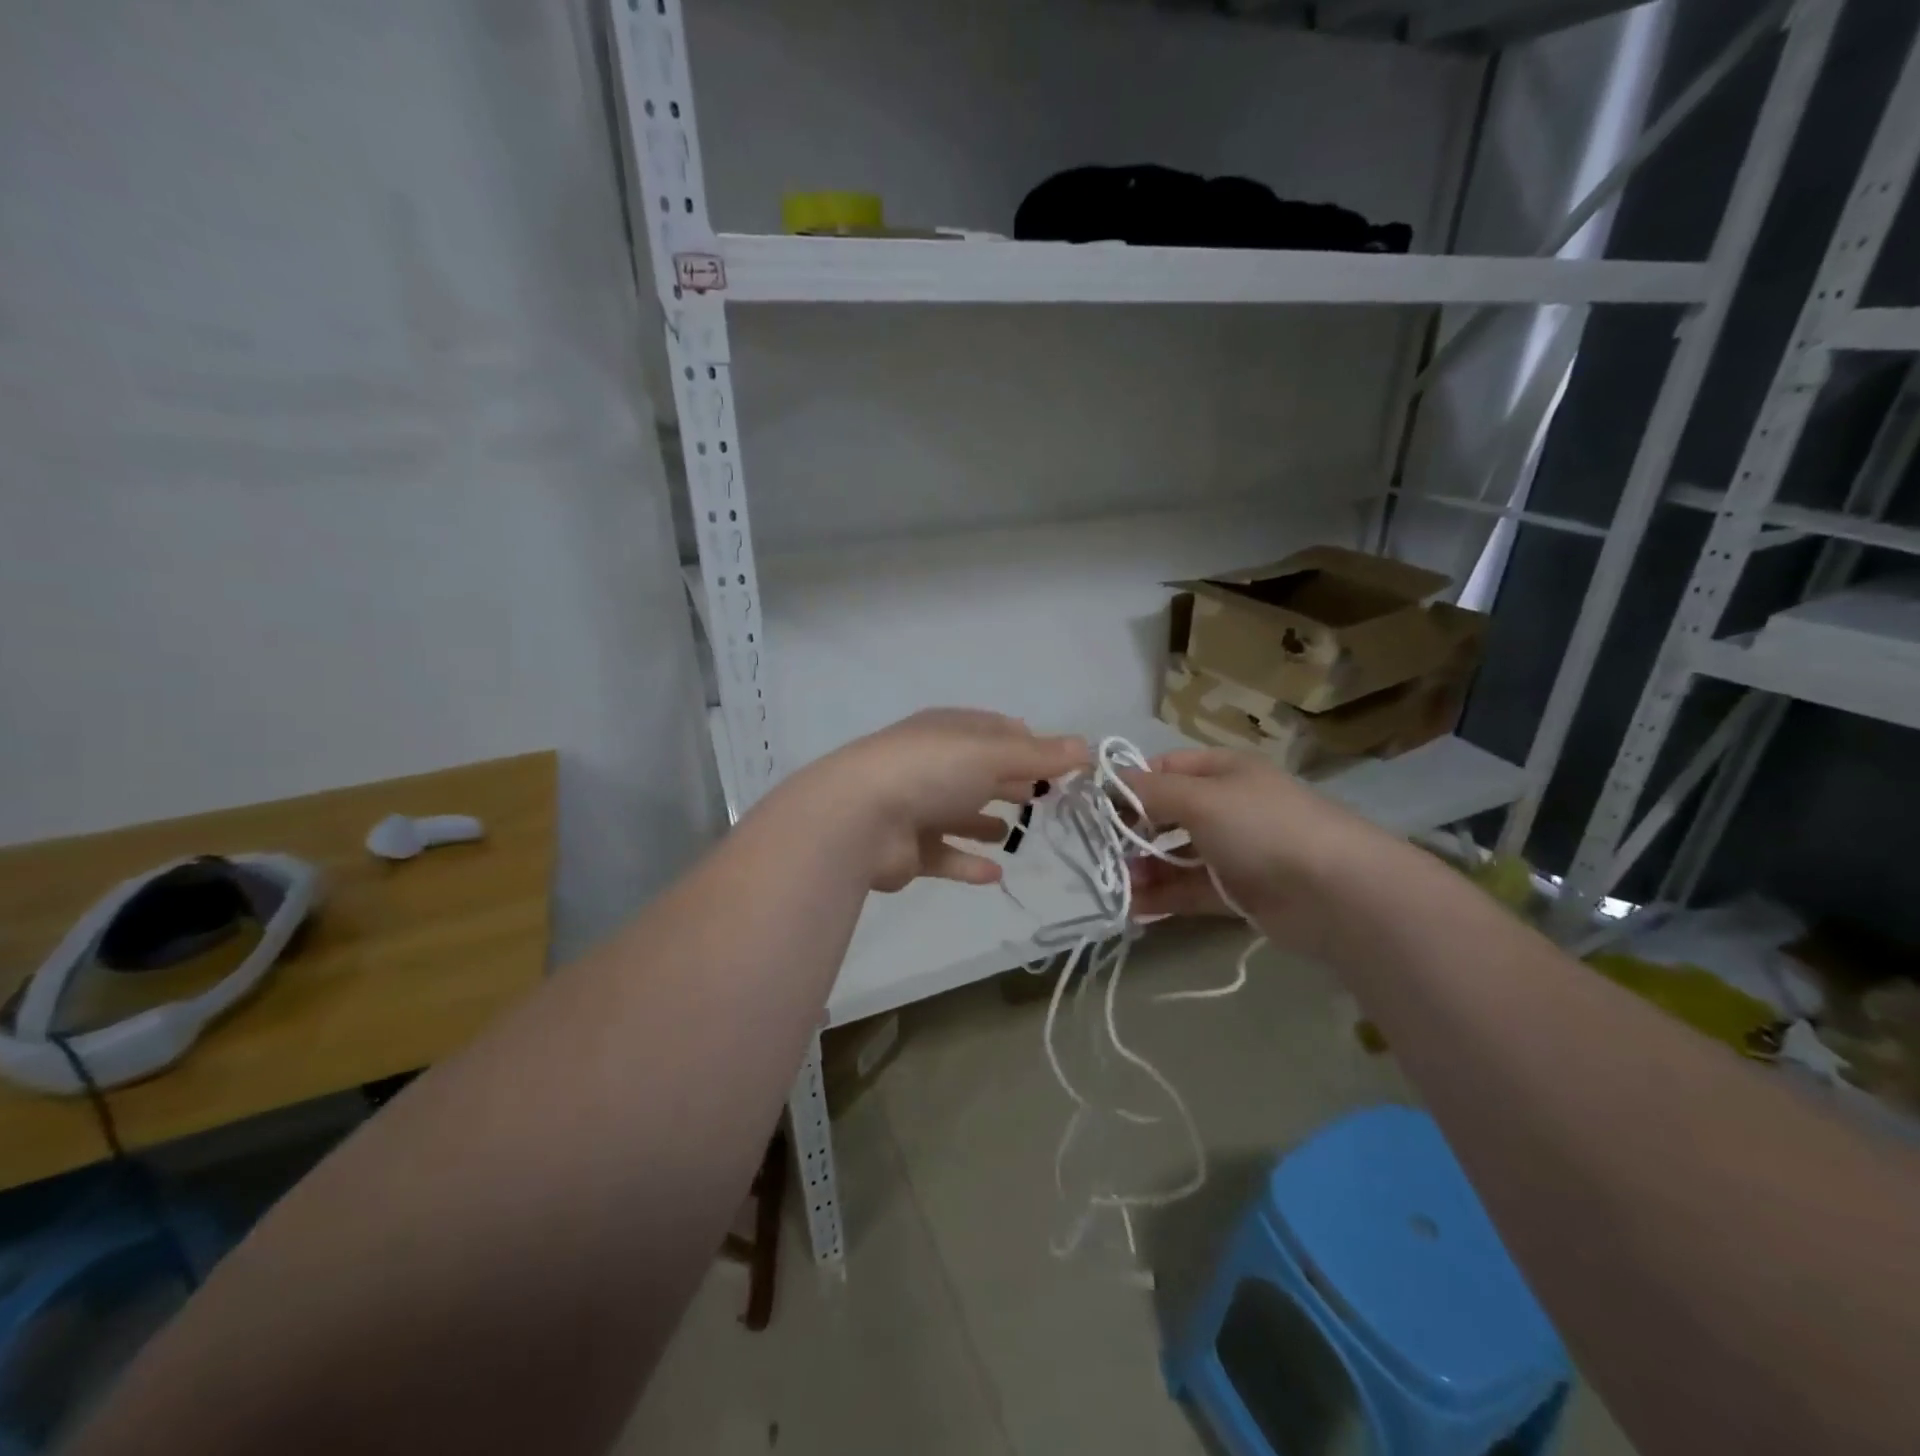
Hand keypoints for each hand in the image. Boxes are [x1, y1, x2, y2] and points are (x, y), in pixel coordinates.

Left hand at [797, 709, 1088, 892]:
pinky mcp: (906, 850)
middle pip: (978, 772)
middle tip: (1045, 798)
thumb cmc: (931, 772)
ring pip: (957, 813)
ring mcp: (914, 807)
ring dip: (983, 822)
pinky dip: (967, 862)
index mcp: (948, 732)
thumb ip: (1040, 755)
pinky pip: (944, 855)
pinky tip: (995, 874)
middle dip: (1009, 782)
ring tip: (1013, 833)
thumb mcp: (993, 754)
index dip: (1029, 743)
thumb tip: (1086, 747)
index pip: (995, 731)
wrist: (858, 819)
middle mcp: (930, 765)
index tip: (1061, 763)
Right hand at [1119, 748, 1388, 956]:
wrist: (1335, 894)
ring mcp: (1234, 851)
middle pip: (1167, 814)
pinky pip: (1190, 889)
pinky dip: (1162, 896)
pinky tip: (1133, 906)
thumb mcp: (1199, 798)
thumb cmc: (1262, 827)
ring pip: (1176, 855)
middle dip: (1132, 831)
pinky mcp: (1238, 892)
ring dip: (1143, 867)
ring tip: (1114, 883)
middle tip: (1100, 851)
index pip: (1165, 768)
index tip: (1096, 807)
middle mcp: (1228, 806)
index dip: (1130, 784)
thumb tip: (1107, 780)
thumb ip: (1149, 791)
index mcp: (1223, 771)